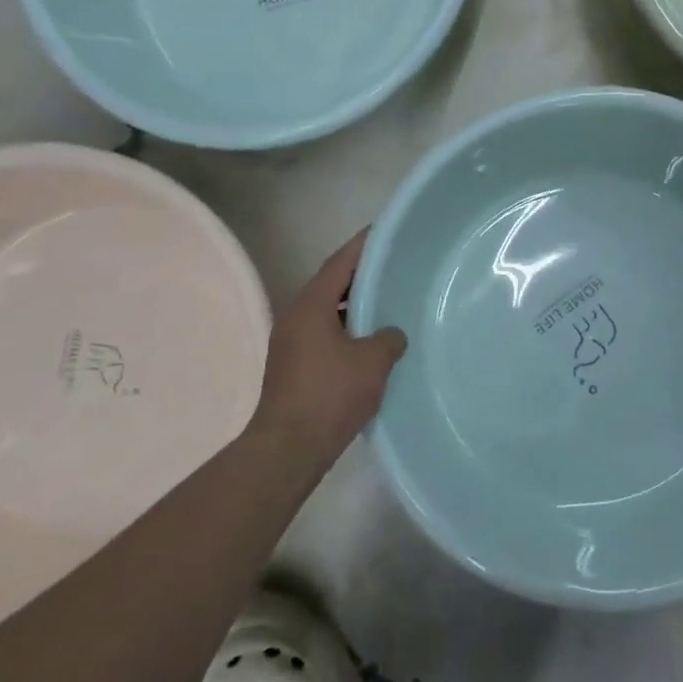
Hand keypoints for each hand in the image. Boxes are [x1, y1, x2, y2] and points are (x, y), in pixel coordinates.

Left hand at [254, 231, 407, 468]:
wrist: (288, 449)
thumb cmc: (330, 395)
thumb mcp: (373, 362)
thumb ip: (389, 338)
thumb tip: (390, 334)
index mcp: (311, 306)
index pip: (339, 263)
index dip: (363, 246)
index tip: (385, 232)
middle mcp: (295, 317)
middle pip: (331, 284)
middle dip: (361, 275)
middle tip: (394, 268)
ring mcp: (291, 343)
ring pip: (327, 312)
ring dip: (354, 306)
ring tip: (388, 304)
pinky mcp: (293, 367)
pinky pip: (324, 334)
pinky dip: (347, 329)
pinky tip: (371, 343)